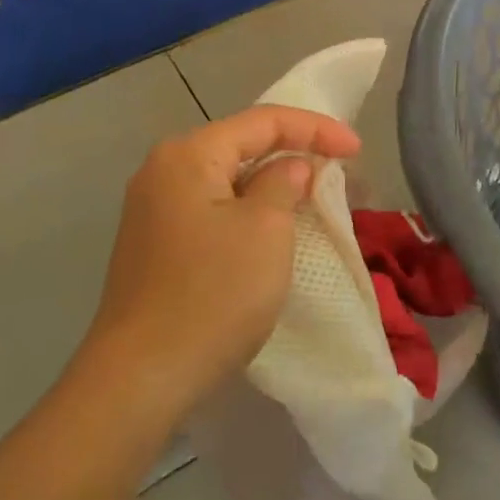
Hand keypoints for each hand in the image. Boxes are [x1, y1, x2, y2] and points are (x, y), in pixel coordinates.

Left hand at [84, 105, 360, 415]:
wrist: (141, 378)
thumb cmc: (213, 295)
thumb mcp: (265, 231)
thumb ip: (283, 183)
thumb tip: (289, 168)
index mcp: (188, 155)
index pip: (263, 121)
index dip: (316, 128)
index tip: (357, 148)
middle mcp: (163, 171)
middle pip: (241, 145)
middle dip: (294, 153)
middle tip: (340, 170)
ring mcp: (153, 210)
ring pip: (227, 180)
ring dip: (273, 185)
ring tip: (314, 196)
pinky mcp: (155, 245)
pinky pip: (213, 209)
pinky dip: (249, 210)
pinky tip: (273, 227)